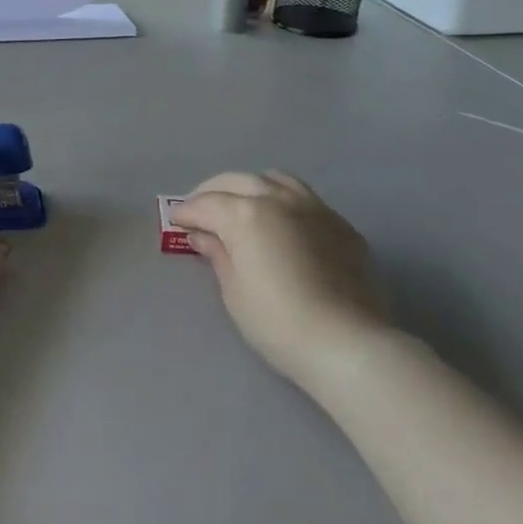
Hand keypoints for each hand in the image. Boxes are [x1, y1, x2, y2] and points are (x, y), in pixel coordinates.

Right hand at [172, 171, 387, 386]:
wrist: (348, 344)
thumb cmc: (278, 323)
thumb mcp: (235, 292)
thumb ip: (218, 255)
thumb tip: (203, 235)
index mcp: (245, 214)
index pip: (205, 204)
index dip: (186, 212)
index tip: (174, 220)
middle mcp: (278, 199)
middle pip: (236, 181)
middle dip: (212, 192)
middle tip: (200, 210)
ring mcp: (314, 207)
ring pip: (274, 180)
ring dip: (250, 187)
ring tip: (241, 205)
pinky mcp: (340, 224)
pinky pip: (304, 199)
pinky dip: (283, 202)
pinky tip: (282, 225)